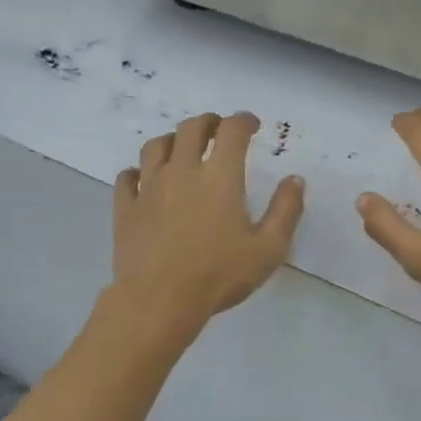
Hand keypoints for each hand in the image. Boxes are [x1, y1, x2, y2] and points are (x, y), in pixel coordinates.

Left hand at [112, 112, 304, 328]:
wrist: (159, 300)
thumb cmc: (219, 274)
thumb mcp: (269, 248)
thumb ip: (286, 210)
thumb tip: (295, 179)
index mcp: (220, 176)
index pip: (232, 130)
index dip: (244, 120)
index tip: (252, 125)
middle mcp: (182, 170)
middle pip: (191, 128)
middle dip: (209, 122)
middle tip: (218, 131)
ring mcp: (149, 186)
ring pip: (156, 145)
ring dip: (173, 140)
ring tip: (182, 149)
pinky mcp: (126, 207)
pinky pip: (128, 176)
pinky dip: (138, 171)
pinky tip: (144, 179)